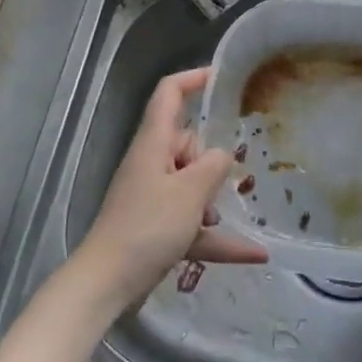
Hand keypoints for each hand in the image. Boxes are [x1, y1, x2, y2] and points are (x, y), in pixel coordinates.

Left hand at [75, 67, 266, 309]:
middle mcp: (151, 163)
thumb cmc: (147, 226)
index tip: (222, 78)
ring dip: (210, 202)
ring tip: (216, 222)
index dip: (193, 79)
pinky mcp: (155, 227)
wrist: (107, 282)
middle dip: (208, 162)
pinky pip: (192, 223)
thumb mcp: (190, 192)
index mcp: (154, 143)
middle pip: (187, 143)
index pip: (169, 94)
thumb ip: (214, 167)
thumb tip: (224, 155)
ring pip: (191, 184)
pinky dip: (217, 237)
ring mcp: (152, 196)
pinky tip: (255, 254)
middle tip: (216, 186)